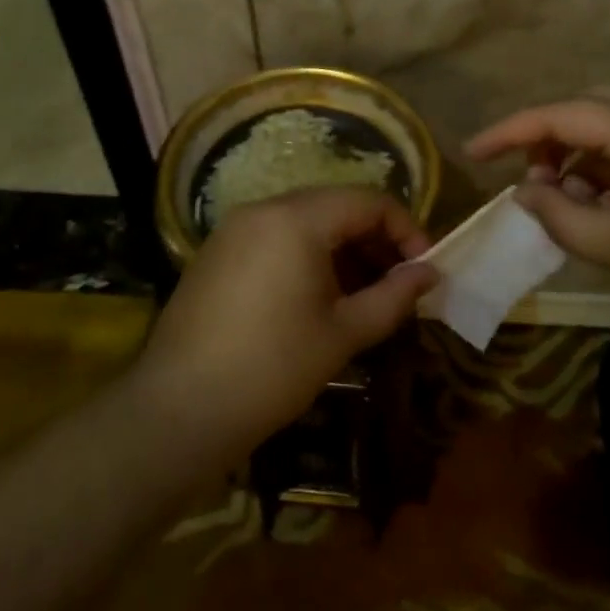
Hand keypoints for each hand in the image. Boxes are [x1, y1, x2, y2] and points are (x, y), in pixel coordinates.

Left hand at [133, 187, 437, 458]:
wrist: (180, 409)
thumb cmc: (273, 368)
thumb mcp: (344, 333)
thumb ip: (394, 296)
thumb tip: (429, 274)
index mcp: (297, 219)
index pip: (368, 201)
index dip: (405, 230)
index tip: (423, 269)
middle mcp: (263, 209)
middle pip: (335, 206)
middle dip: (374, 239)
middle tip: (396, 283)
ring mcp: (234, 229)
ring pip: (304, 221)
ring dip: (342, 249)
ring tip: (362, 294)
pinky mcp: (216, 253)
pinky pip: (275, 238)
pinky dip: (307, 255)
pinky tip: (317, 298)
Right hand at [466, 96, 609, 342]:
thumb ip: (562, 215)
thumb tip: (525, 192)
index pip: (559, 113)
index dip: (509, 131)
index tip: (472, 153)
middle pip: (589, 106)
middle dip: (548, 135)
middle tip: (528, 176)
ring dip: (580, 151)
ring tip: (565, 196)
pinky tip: (606, 203)